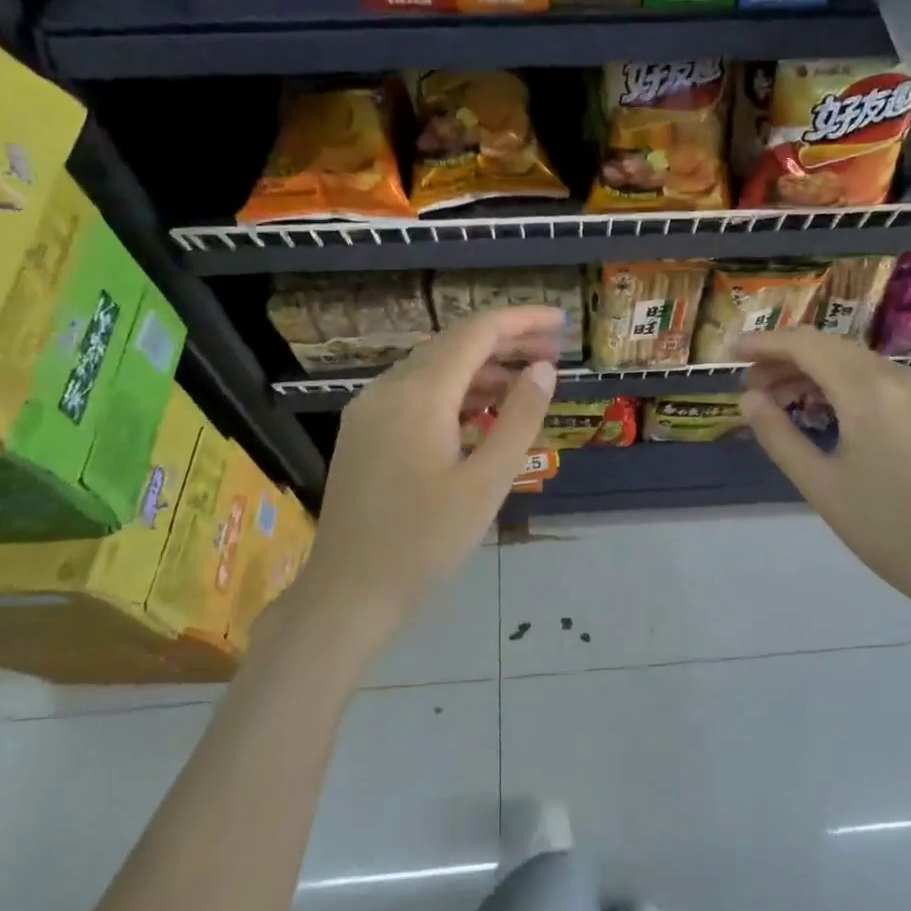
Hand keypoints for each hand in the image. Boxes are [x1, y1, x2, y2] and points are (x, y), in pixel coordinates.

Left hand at [293, 306, 560, 636]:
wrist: (349, 591)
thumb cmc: (425, 541)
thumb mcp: (486, 482)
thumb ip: (519, 419)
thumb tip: (543, 369)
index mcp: (419, 395)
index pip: (476, 333)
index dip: (521, 320)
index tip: (561, 321)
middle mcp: (388, 388)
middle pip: (454, 344)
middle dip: (505, 341)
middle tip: (553, 349)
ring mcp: (370, 409)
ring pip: (434, 367)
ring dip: (481, 367)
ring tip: (527, 379)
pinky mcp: (364, 431)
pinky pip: (416, 392)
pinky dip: (455, 391)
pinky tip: (483, 410)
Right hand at [738, 330, 910, 622]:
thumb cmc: (885, 529)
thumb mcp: (819, 484)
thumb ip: (778, 435)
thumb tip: (748, 399)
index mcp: (869, 391)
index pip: (806, 346)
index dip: (764, 343)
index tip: (730, 352)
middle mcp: (899, 378)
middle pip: (831, 348)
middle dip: (785, 359)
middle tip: (750, 385)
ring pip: (856, 363)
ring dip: (814, 372)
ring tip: (780, 399)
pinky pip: (880, 380)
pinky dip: (844, 385)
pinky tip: (826, 410)